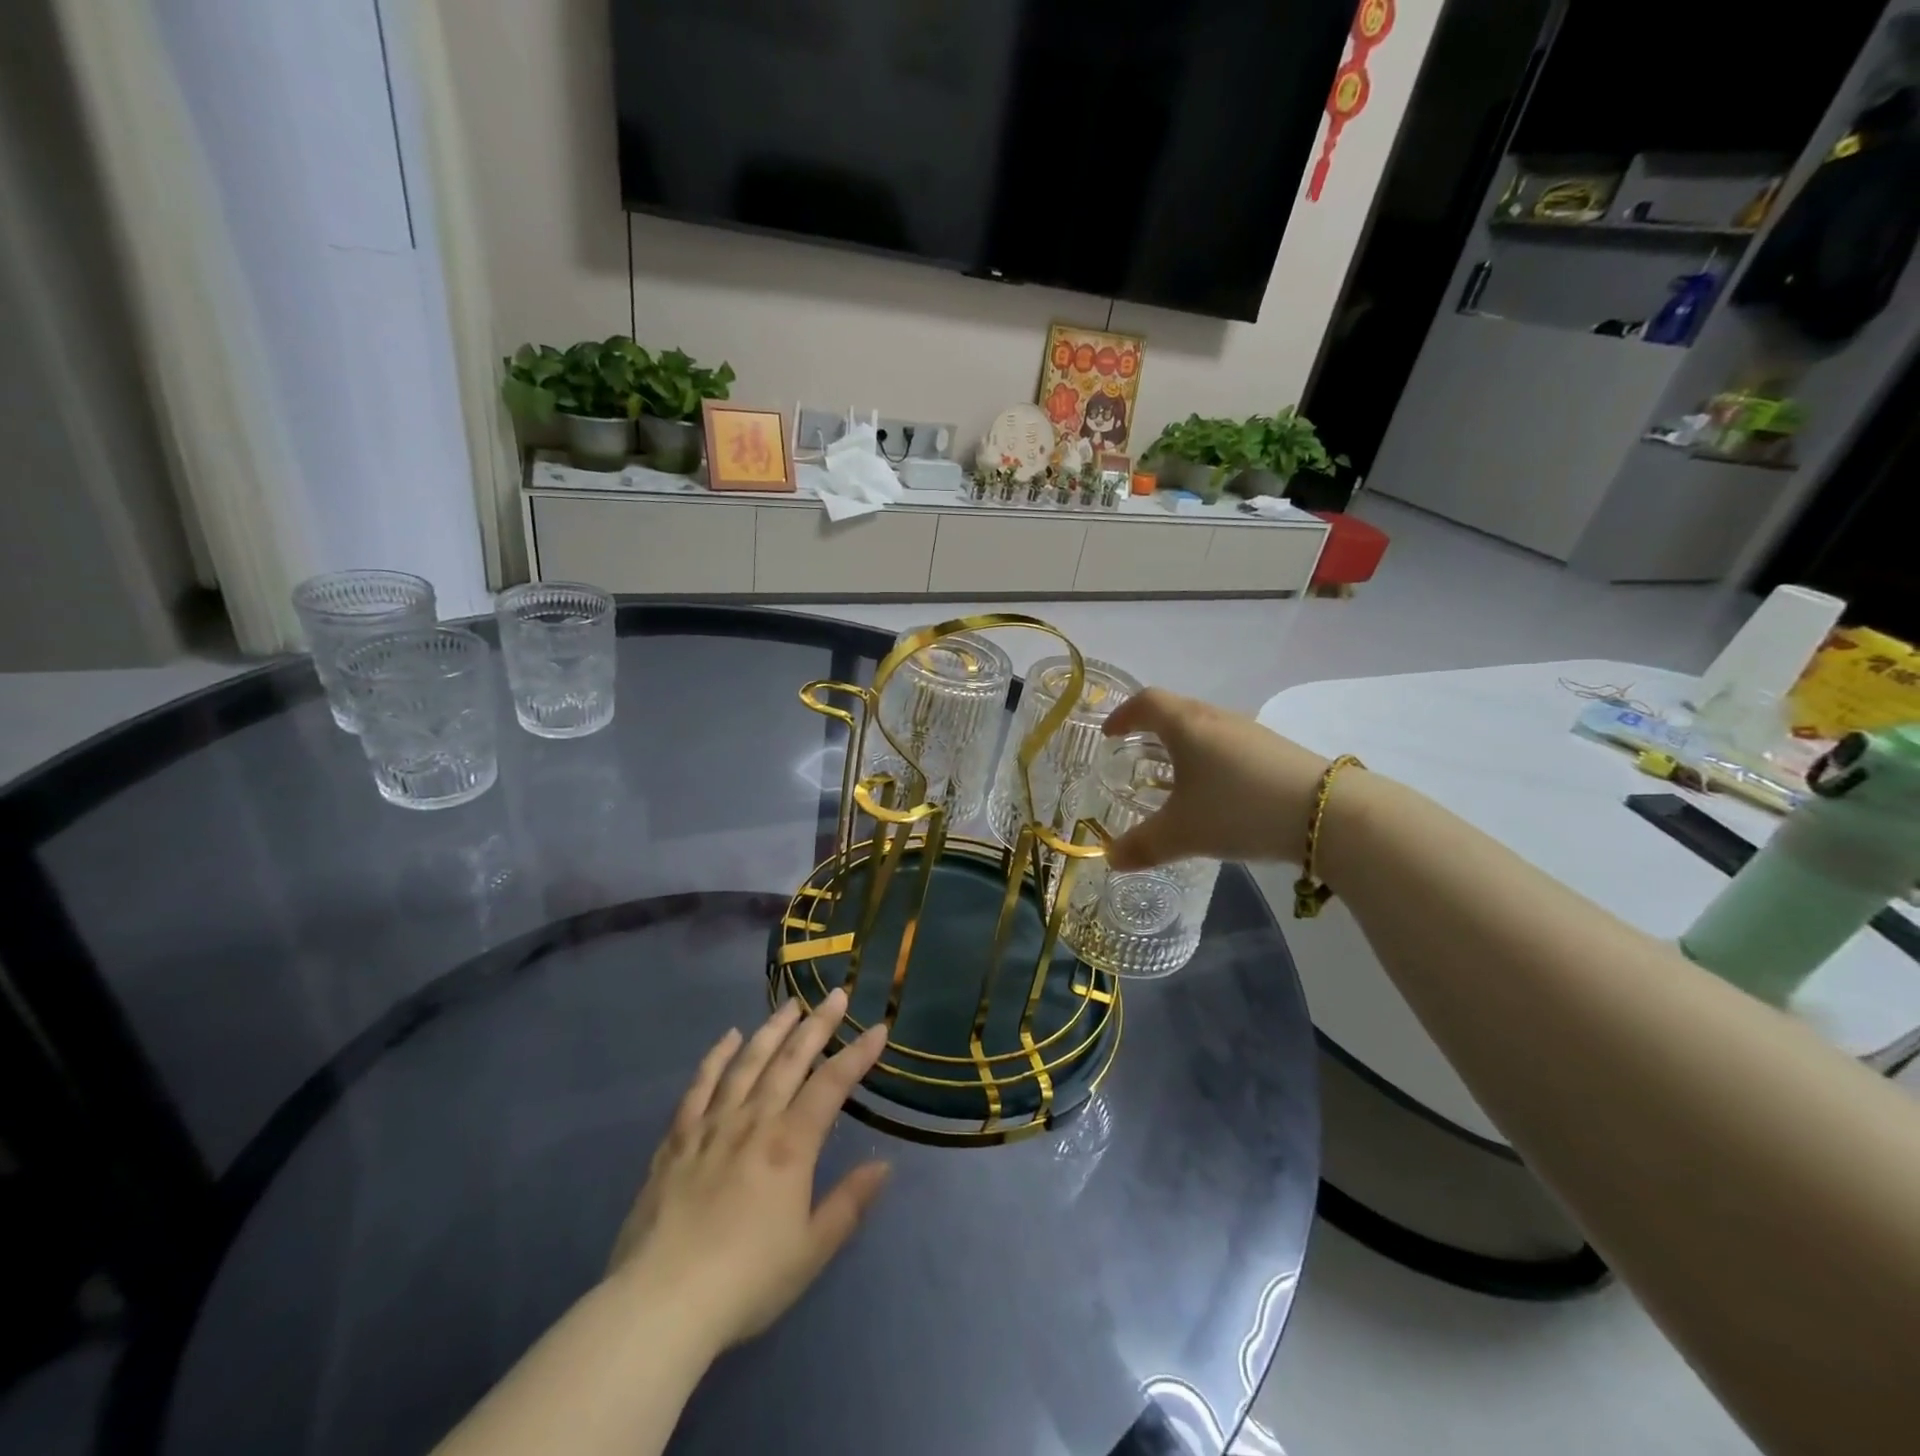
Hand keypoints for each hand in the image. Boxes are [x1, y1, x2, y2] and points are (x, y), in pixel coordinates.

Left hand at [606, 989, 889, 1355]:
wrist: (660, 1305)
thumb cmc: (746, 1282)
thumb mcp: (811, 1251)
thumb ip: (849, 1203)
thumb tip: (884, 1165)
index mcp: (790, 1145)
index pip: (832, 1084)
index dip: (857, 1054)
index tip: (878, 1028)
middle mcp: (754, 1121)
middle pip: (790, 1060)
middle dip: (817, 1025)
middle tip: (836, 995)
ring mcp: (712, 1126)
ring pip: (747, 1063)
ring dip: (772, 1030)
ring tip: (790, 1005)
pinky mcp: (677, 1140)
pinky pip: (700, 1086)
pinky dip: (716, 1058)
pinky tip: (729, 1038)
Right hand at [1102, 688, 1328, 869]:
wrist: (1326, 813)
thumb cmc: (1237, 809)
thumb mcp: (1182, 833)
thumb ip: (1142, 846)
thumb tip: (1110, 858)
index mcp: (1186, 725)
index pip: (1146, 703)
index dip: (1123, 715)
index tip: (1109, 734)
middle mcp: (1217, 718)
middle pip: (1176, 710)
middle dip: (1151, 729)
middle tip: (1136, 752)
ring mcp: (1250, 732)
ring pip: (1205, 728)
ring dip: (1184, 744)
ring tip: (1174, 774)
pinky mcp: (1275, 750)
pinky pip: (1229, 745)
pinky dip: (1210, 759)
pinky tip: (1216, 791)